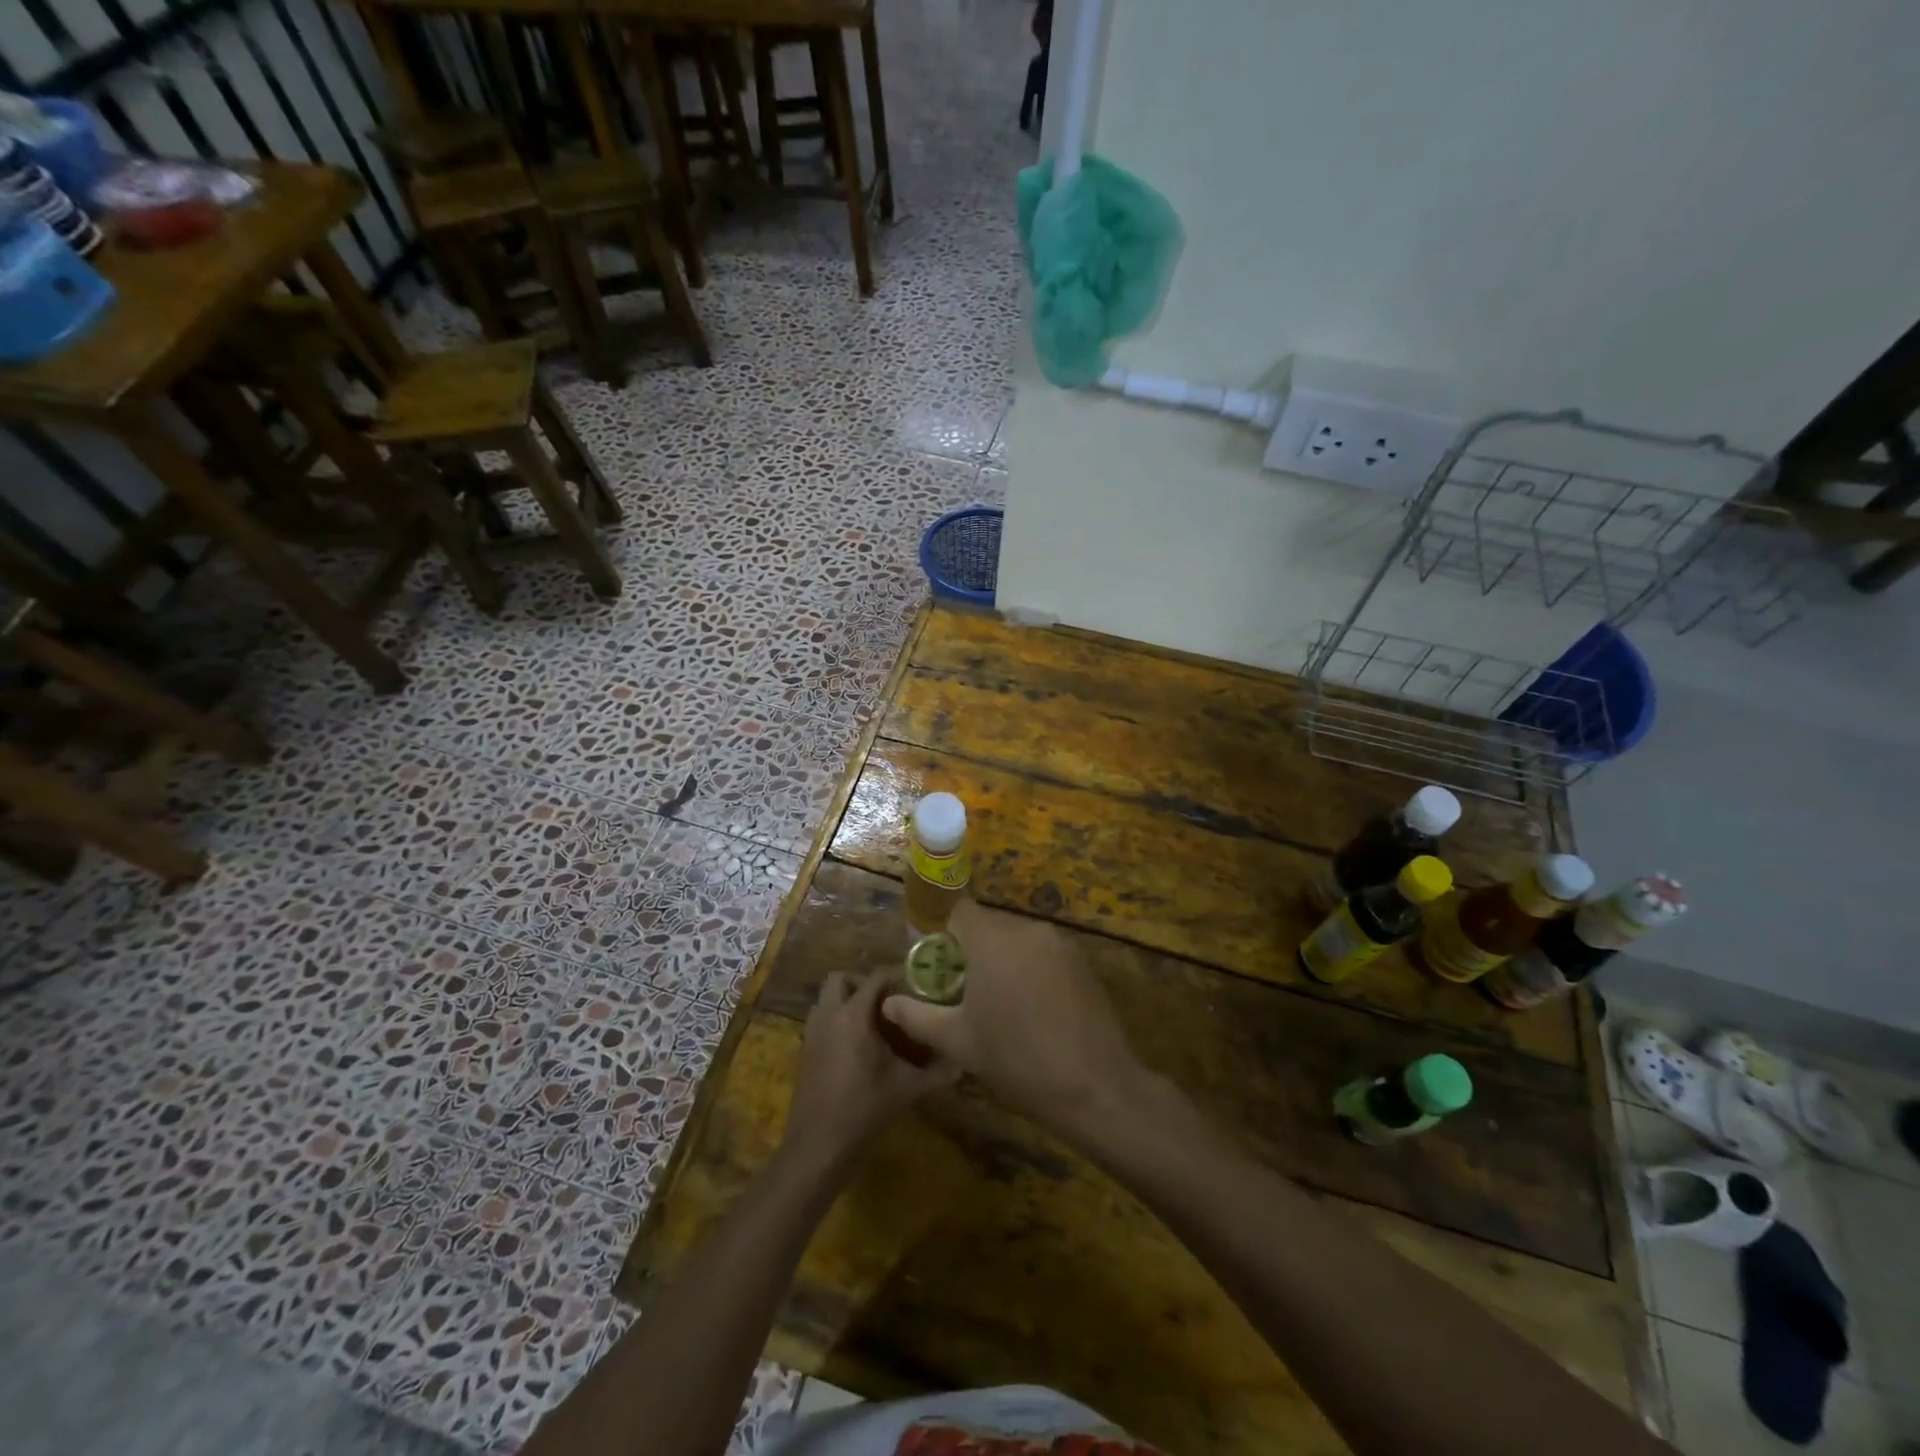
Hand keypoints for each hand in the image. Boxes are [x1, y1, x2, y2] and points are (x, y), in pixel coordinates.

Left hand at [783, 971, 953, 1168]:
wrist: (818, 1146)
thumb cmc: (864, 1108)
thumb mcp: (906, 1088)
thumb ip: (936, 1073)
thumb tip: (962, 1064)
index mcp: (853, 1015)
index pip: (875, 978)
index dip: (896, 976)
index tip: (916, 985)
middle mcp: (829, 1015)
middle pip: (840, 978)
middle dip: (861, 983)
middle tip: (886, 1001)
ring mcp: (812, 1033)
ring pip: (826, 999)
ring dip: (846, 1001)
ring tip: (873, 1022)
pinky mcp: (805, 1052)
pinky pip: (820, 1021)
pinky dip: (836, 1021)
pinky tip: (857, 1046)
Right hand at [881, 899, 1146, 1138]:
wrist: (1096, 1087)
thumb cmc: (1017, 1061)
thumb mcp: (958, 1042)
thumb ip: (918, 1017)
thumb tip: (888, 1004)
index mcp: (993, 940)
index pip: (958, 912)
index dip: (942, 933)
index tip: (937, 965)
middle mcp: (1027, 930)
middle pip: (989, 926)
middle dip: (972, 951)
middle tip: (962, 991)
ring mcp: (1061, 943)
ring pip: (1018, 940)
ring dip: (1003, 961)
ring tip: (998, 1004)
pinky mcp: (1083, 962)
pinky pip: (1043, 953)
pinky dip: (1031, 969)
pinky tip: (1033, 1009)